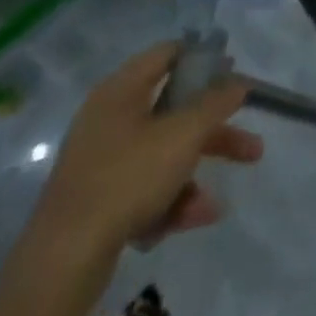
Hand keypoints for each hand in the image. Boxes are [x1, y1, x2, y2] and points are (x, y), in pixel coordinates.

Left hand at [31, 43, 263, 259]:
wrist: (64, 261)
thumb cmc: (128, 178)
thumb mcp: (184, 133)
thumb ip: (216, 103)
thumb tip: (238, 83)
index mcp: (121, 93)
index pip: (167, 54)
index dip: (203, 58)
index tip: (233, 70)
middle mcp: (109, 121)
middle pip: (175, 113)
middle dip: (215, 132)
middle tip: (251, 144)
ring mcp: (102, 163)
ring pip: (164, 155)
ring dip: (195, 174)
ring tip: (215, 206)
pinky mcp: (98, 200)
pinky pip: (146, 188)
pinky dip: (171, 201)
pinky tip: (190, 221)